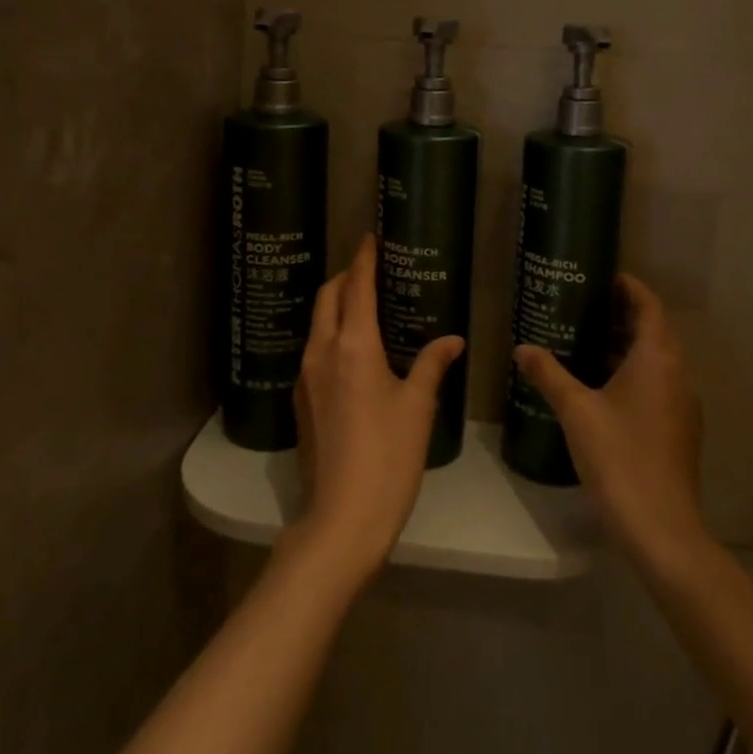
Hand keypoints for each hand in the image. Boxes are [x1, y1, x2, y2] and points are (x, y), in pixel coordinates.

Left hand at [286, 235, 465, 583]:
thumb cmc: (389, 456)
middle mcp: (322, 351)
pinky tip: (352, 349)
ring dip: (336, 303)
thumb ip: (431, 365)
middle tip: (370, 268)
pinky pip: (314, 349)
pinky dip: (331, 332)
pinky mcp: (301, 399)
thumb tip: (451, 339)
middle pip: (328, 296)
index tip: (369, 236)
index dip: (363, 258)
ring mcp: (305, 376)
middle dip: (346, 276)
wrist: (342, 516)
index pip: (357, 286)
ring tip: (363, 304)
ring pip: (318, 323)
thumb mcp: (418, 407)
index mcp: (353, 345)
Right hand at [514, 274, 706, 562]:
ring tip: (592, 342)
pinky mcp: (681, 430)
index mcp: (657, 359)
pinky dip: (637, 373)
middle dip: (627, 316)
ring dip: (631, 346)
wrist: (660, 526)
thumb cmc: (618, 455)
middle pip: (657, 331)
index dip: (632, 288)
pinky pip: (660, 385)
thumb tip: (522, 348)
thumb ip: (549, 374)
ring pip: (659, 361)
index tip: (607, 277)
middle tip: (590, 307)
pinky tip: (606, 388)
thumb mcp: (576, 410)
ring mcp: (684, 405)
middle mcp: (678, 375)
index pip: (650, 307)